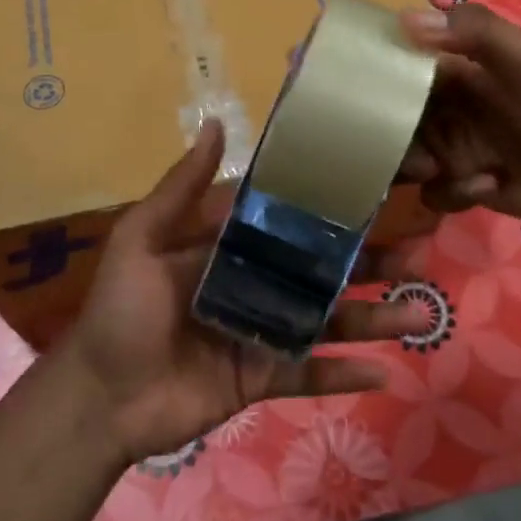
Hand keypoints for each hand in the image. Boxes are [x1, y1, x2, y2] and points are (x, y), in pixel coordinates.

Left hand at [52, 119, 428, 465]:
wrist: (100, 396)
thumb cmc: (121, 309)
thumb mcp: (143, 238)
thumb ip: (181, 187)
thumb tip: (217, 123)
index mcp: (231, 247)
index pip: (291, 222)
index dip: (331, 209)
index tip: (379, 193)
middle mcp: (256, 284)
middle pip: (322, 271)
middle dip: (369, 264)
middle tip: (419, 255)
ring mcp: (263, 332)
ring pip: (327, 322)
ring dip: (373, 319)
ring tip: (419, 313)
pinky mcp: (262, 377)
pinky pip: (310, 373)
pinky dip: (344, 375)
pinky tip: (385, 372)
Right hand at [398, 2, 520, 222]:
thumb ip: (472, 31)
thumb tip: (403, 20)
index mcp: (454, 74)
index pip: (401, 71)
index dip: (381, 80)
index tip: (365, 92)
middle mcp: (446, 111)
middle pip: (395, 121)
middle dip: (395, 136)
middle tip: (410, 139)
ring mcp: (453, 151)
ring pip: (406, 160)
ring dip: (416, 166)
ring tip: (439, 169)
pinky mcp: (464, 188)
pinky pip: (434, 193)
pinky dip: (454, 192)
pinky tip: (488, 186)